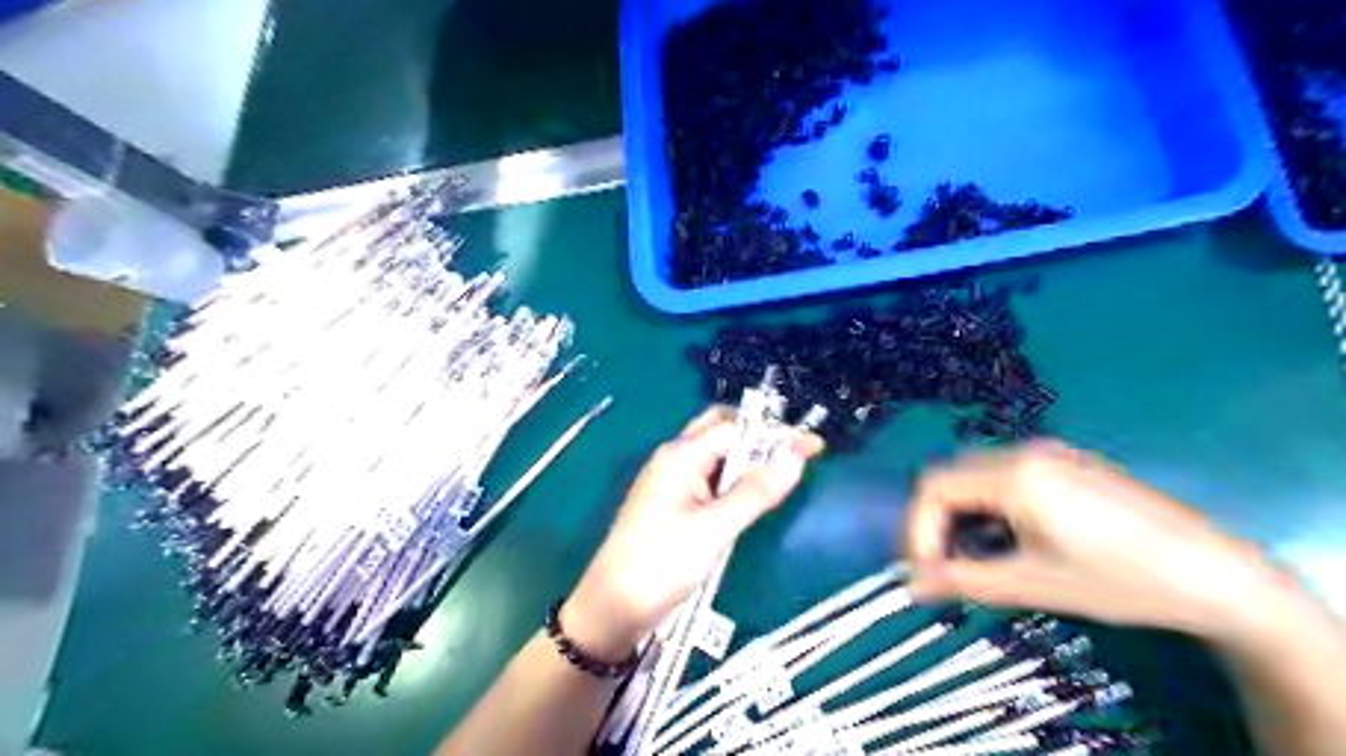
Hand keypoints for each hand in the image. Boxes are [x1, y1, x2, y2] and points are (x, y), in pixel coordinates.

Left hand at [564, 404, 825, 657]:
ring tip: (780, 473)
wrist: (611, 608)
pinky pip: (706, 475)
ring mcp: (669, 480)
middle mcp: (673, 458)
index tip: (814, 448)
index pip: (737, 427)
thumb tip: (797, 453)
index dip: (776, 433)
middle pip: (720, 429)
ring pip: (713, 453)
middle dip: (758, 435)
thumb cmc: (660, 565)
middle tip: (793, 455)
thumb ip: (755, 491)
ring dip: (745, 455)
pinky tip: (747, 495)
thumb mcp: (714, 529)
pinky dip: (731, 476)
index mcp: (681, 455)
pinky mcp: (669, 502)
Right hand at [903, 443, 1281, 644]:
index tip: (925, 572)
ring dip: (962, 513)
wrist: (1217, 574)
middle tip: (945, 566)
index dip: (917, 529)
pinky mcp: (1067, 461)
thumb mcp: (1033, 584)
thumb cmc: (1119, 581)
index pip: (933, 488)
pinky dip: (989, 504)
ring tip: (977, 556)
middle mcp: (1024, 451)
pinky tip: (1012, 537)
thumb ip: (962, 580)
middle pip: (950, 476)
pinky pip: (1005, 473)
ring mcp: (1049, 452)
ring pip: (975, 474)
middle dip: (936, 522)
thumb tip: (911, 584)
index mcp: (1014, 476)